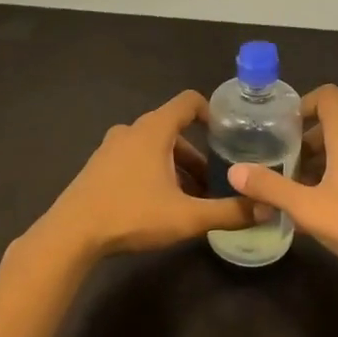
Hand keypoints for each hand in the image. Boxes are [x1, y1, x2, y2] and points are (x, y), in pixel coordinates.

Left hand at [35, 91, 257, 260]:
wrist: (71, 234)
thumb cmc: (131, 215)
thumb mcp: (187, 217)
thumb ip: (229, 212)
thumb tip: (267, 209)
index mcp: (154, 130)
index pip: (188, 101)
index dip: (211, 112)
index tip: (228, 135)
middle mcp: (132, 130)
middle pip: (174, 130)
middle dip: (198, 154)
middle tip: (215, 182)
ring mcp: (111, 147)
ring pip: (154, 147)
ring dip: (176, 166)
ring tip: (191, 198)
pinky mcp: (98, 166)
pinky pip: (135, 159)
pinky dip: (154, 172)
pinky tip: (160, 204)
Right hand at [226, 85, 337, 289]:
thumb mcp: (308, 208)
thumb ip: (271, 187)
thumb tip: (235, 171)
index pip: (327, 97)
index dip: (301, 104)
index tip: (278, 128)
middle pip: (328, 126)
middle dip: (298, 143)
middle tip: (274, 165)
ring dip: (312, 165)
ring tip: (287, 192)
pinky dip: (329, 181)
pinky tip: (312, 211)